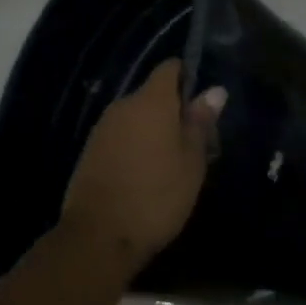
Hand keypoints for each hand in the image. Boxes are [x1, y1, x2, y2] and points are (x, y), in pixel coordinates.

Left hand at [61, 59, 226, 277]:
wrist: (99, 235)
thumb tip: (214, 90)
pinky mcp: (90, 149)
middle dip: (173, 111)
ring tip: (172, 165)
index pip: (170, 68)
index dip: (187, 78)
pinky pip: (120, 135)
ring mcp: (103, 127)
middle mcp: (123, 105)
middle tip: (195, 145)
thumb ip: (200, 123)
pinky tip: (145, 174)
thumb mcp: (191, 162)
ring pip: (136, 116)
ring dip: (153, 130)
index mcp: (151, 101)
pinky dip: (135, 145)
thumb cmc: (156, 196)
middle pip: (153, 94)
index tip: (202, 106)